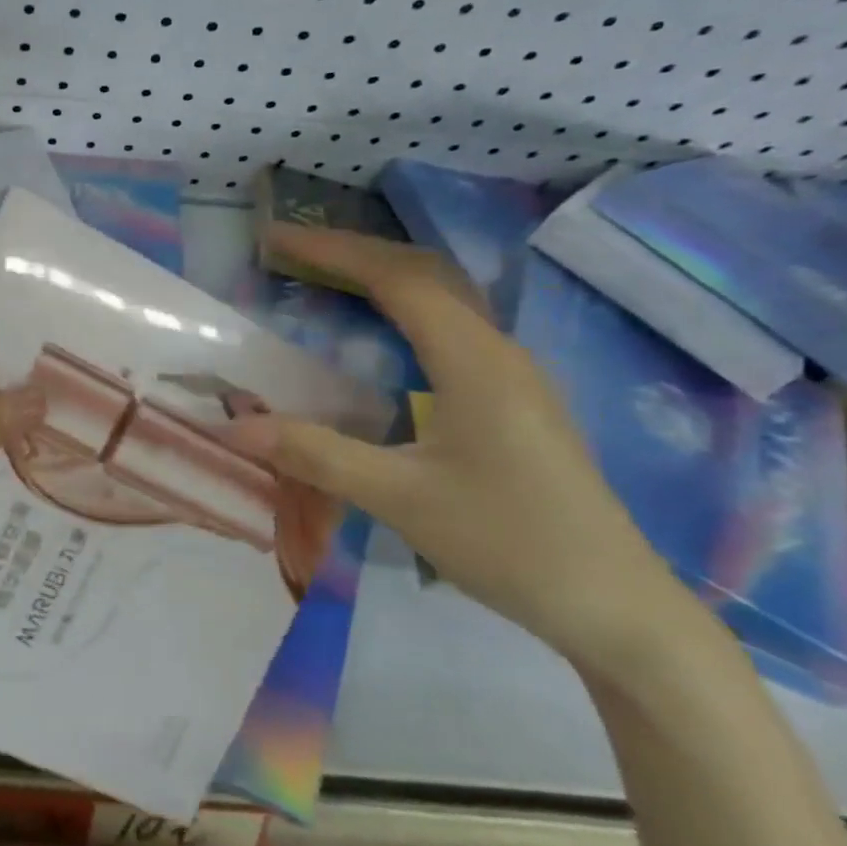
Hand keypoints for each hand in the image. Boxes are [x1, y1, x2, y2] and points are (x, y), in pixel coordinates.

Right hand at [225, 224, 690, 674]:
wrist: (613, 606)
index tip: (277, 239)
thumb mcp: (399, 498)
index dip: (334, 251)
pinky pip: (452, 329)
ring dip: (383, 278)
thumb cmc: (508, 542)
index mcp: (475, 361)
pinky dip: (404, 311)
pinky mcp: (514, 401)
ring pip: (444, 299)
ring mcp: (513, 375)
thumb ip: (315, 454)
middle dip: (356, 253)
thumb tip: (234, 426)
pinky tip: (379, 336)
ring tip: (325, 278)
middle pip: (426, 274)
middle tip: (293, 252)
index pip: (398, 280)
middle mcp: (498, 352)